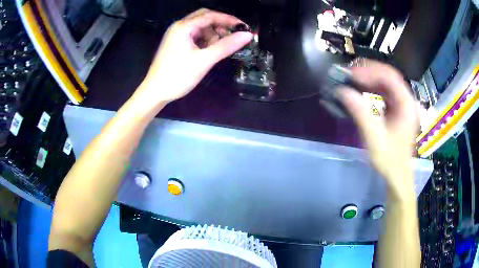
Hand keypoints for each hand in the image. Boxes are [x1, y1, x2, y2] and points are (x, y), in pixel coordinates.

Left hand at [135, 9, 252, 106]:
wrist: (155, 92)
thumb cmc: (178, 76)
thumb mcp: (204, 60)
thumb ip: (226, 46)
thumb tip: (247, 35)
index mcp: (183, 27)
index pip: (210, 16)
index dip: (229, 20)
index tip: (244, 28)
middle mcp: (179, 27)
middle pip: (204, 18)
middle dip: (220, 26)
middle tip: (232, 36)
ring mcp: (176, 35)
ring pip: (200, 27)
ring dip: (212, 34)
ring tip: (218, 48)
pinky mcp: (176, 43)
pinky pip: (194, 36)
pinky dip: (205, 40)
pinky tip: (209, 51)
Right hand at [337, 61, 417, 199]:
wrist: (397, 175)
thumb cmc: (389, 160)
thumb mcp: (374, 139)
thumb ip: (360, 113)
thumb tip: (341, 91)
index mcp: (407, 106)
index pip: (390, 78)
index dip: (370, 72)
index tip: (351, 75)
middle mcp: (407, 100)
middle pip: (389, 75)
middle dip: (369, 71)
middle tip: (349, 73)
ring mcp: (403, 104)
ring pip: (386, 81)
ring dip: (369, 77)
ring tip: (352, 78)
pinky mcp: (397, 108)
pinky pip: (385, 90)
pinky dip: (372, 86)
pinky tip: (361, 88)